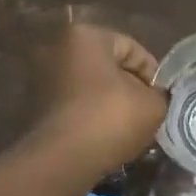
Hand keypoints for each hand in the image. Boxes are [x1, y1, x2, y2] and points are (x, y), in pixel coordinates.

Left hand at [36, 24, 166, 170]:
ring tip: (127, 128)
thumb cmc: (110, 118)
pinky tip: (104, 137)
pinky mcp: (35, 107)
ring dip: (109, 104)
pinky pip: (74, 105)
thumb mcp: (153, 105)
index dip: (152, 75)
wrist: (62, 159)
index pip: (132, 48)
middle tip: (145, 113)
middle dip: (128, 88)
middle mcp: (57, 49)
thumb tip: (153, 97)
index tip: (159, 100)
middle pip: (107, 67)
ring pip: (90, 87)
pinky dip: (90, 116)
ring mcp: (42, 78)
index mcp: (85, 36)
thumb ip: (158, 95)